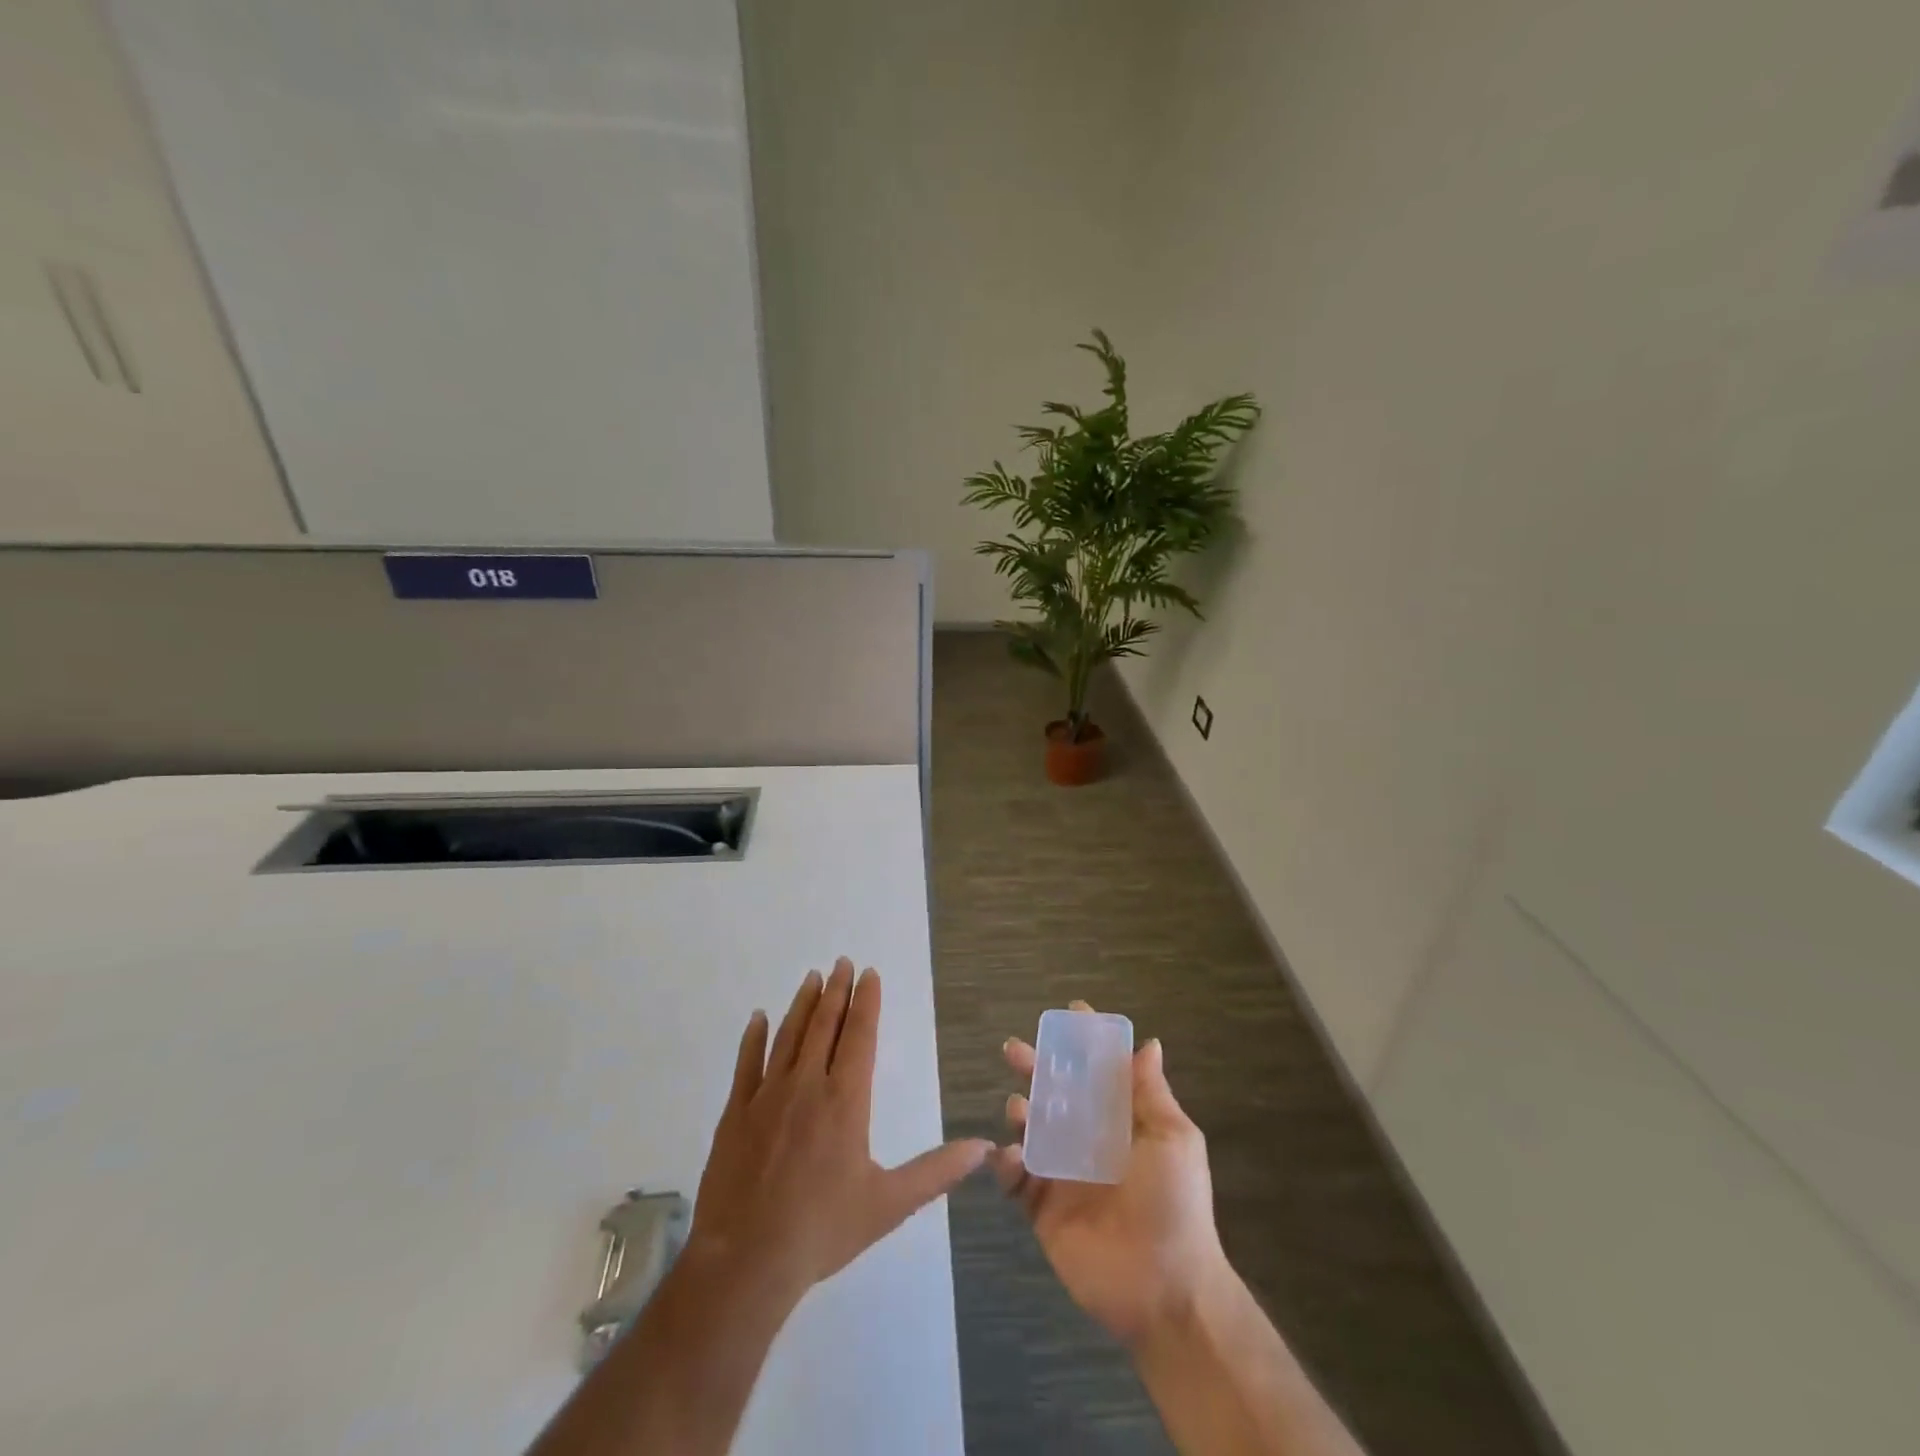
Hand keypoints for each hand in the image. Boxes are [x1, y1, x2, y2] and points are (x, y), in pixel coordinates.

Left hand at [687, 958, 992, 1305]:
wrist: (746, 1262)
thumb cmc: (823, 1230)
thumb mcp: (888, 1204)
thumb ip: (936, 1172)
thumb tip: (983, 1148)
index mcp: (845, 1100)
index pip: (859, 1036)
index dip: (866, 1001)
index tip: (869, 973)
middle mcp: (807, 1085)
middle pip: (825, 1025)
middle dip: (836, 990)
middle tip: (842, 962)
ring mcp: (767, 1096)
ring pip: (788, 1036)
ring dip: (802, 1004)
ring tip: (812, 977)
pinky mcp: (735, 1113)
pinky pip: (746, 1064)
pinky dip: (754, 1038)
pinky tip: (759, 1018)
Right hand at [992, 1002, 1229, 1345]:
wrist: (1165, 1290)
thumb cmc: (1175, 1205)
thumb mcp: (1175, 1141)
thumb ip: (1151, 1094)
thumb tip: (1149, 1044)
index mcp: (1122, 1124)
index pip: (1100, 1073)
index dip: (1086, 1043)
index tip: (1070, 1012)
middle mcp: (1090, 1142)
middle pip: (1056, 1095)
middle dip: (1036, 1069)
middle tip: (1014, 1050)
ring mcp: (1063, 1175)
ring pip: (1031, 1131)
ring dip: (1020, 1112)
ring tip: (1018, 1107)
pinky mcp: (1042, 1209)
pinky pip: (1016, 1179)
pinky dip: (1006, 1163)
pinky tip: (1009, 1155)